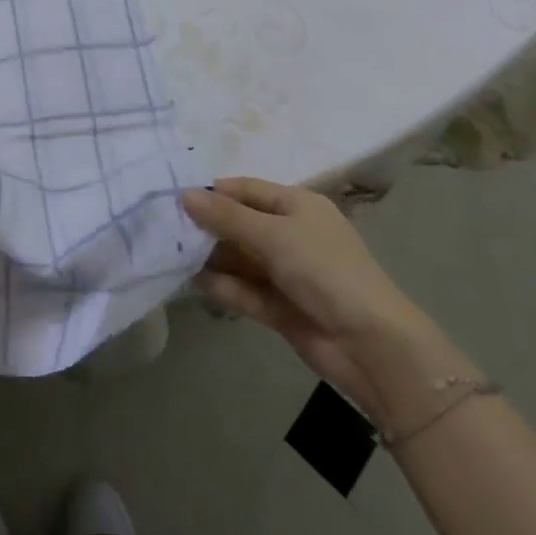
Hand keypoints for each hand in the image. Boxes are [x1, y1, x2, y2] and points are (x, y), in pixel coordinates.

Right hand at [182, 178, 429, 412]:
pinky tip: (195, 284)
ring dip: (212, 259)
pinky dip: (224, 287)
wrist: (370, 344)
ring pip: (241, 259)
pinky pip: (246, 291)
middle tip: (166, 230)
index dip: (214, 193)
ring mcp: (287, 273)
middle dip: (208, 227)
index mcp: (298, 205)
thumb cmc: (324, 270)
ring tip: (171, 257)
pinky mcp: (281, 308)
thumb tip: (185, 194)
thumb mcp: (274, 235)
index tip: (175, 198)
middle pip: (241, 224)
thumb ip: (227, 217)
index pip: (248, 190)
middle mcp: (291, 234)